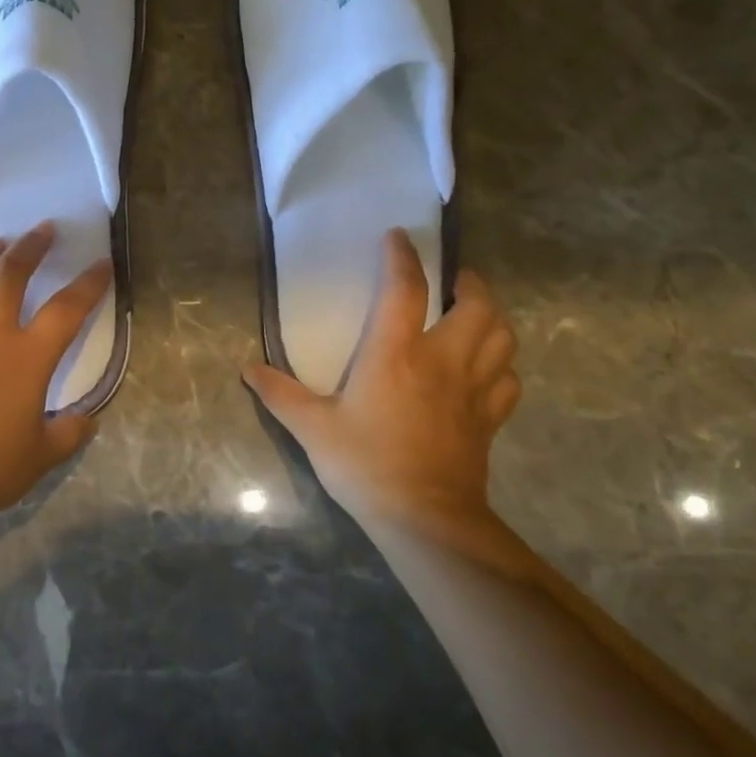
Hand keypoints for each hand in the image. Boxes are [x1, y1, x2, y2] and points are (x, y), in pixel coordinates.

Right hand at [243, 230, 523, 565]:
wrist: (424, 519)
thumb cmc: (365, 464)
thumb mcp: (313, 428)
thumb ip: (280, 394)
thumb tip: (247, 369)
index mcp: (396, 354)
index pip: (405, 289)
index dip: (403, 257)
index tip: (398, 237)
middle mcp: (442, 361)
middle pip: (477, 306)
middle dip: (470, 283)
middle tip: (454, 280)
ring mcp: (473, 390)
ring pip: (502, 338)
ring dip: (493, 318)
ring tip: (476, 315)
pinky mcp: (489, 419)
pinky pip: (508, 380)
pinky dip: (502, 365)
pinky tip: (488, 369)